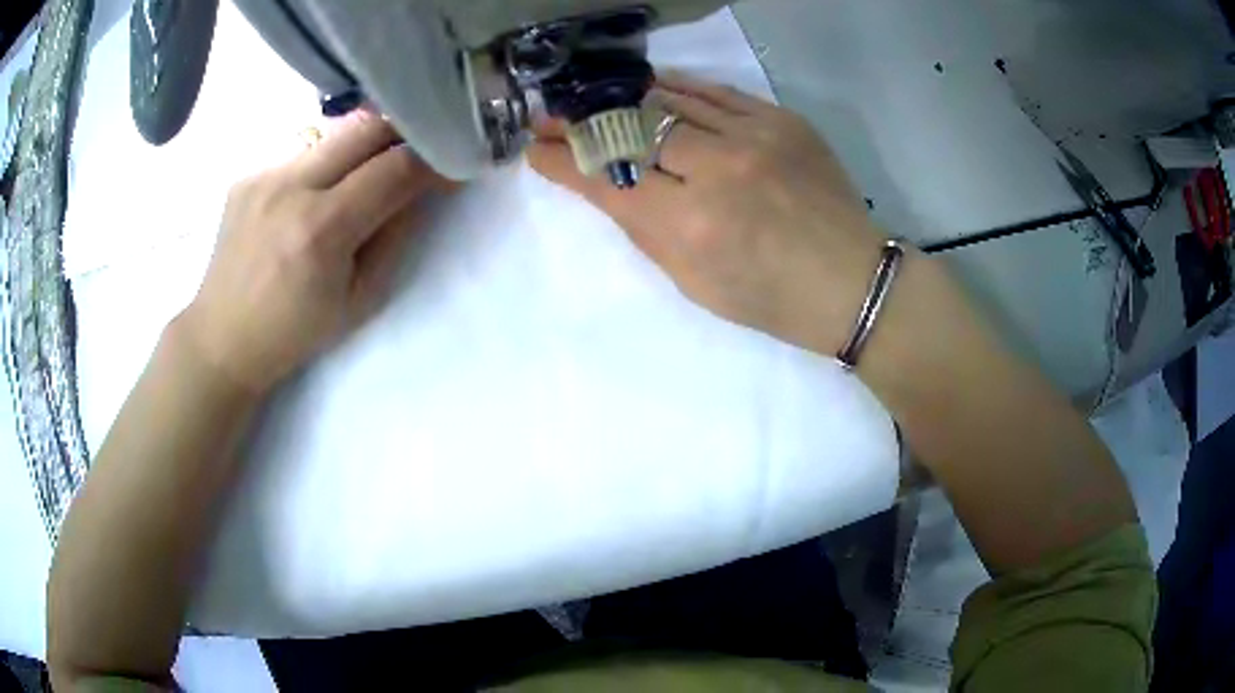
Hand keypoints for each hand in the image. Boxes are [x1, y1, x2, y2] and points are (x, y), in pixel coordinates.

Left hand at [181, 114, 449, 393]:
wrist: (222, 337)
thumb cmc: (295, 332)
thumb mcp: (360, 300)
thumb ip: (395, 236)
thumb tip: (420, 190)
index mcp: (321, 230)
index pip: (395, 168)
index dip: (433, 162)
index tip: (453, 165)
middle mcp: (290, 187)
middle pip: (366, 128)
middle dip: (404, 133)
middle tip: (419, 151)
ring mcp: (263, 174)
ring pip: (334, 133)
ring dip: (363, 147)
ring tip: (365, 174)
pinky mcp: (247, 174)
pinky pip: (302, 151)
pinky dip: (324, 163)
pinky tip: (315, 193)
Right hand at [529, 73, 886, 355]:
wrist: (850, 279)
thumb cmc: (768, 298)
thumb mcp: (693, 282)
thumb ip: (645, 227)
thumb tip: (606, 183)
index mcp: (690, 226)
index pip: (607, 180)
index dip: (563, 161)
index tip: (534, 148)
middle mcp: (716, 170)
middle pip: (630, 129)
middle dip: (581, 122)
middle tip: (551, 115)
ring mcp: (753, 136)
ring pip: (669, 99)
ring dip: (622, 98)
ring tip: (593, 96)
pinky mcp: (780, 119)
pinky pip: (715, 91)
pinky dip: (677, 87)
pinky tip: (652, 87)